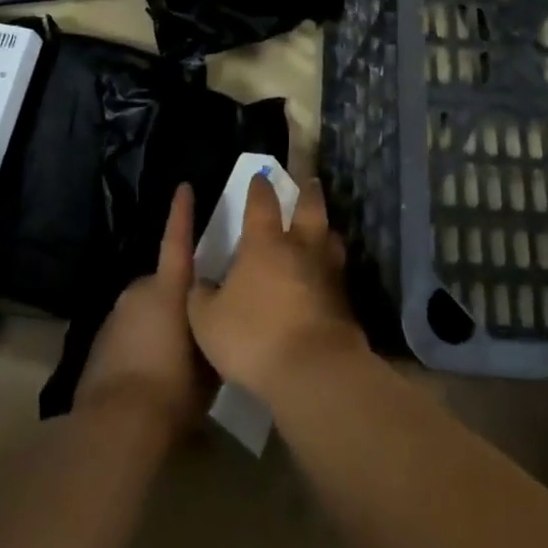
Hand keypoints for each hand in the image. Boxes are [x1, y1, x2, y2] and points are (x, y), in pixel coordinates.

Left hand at [76, 183, 212, 435]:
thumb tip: (215, 317)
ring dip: (157, 324)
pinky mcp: (99, 343)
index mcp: (168, 289)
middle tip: (193, 328)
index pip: (176, 240)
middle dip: (176, 298)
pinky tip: (149, 376)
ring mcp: (114, 317)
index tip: (183, 187)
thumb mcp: (209, 361)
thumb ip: (211, 329)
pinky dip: (139, 344)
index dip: (181, 213)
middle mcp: (138, 292)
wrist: (116, 427)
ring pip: (144, 310)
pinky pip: (128, 333)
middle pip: (163, 284)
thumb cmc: (173, 389)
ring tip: (172, 361)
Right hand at [187, 173, 366, 401]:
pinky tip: (326, 274)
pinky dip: (331, 266)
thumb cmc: (254, 337)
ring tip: (323, 227)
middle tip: (308, 182)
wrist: (314, 370)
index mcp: (265, 242)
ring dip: (325, 228)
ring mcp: (327, 271)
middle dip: (307, 192)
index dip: (260, 187)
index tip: (260, 177)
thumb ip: (202, 297)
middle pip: (309, 208)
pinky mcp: (344, 299)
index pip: (263, 202)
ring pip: (330, 237)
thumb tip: (202, 284)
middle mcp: (300, 246)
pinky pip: (337, 271)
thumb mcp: (207, 321)